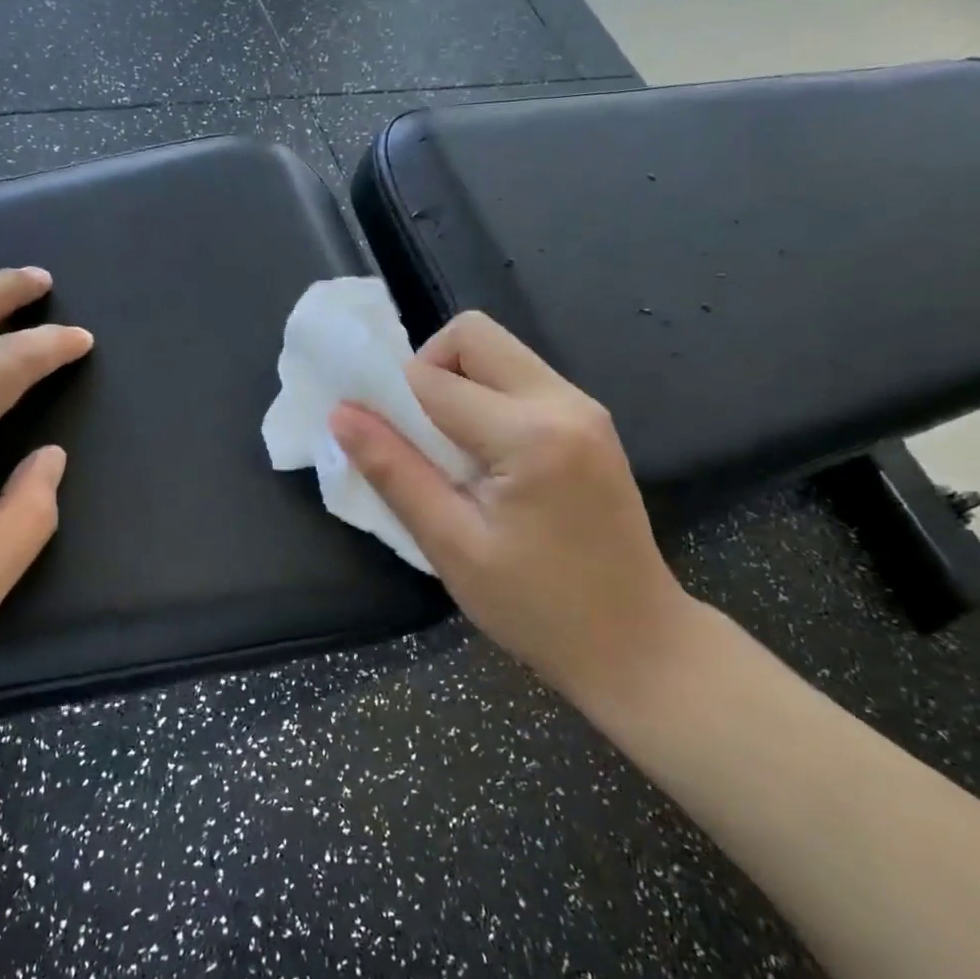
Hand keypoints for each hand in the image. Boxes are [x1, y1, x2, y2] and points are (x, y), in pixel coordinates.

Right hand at [328, 311, 694, 704]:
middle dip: (426, 369)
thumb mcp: (451, 545)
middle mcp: (564, 402)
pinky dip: (484, 399)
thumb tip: (341, 414)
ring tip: (445, 452)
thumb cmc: (537, 607)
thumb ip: (394, 471)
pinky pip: (519, 380)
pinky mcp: (589, 423)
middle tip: (413, 434)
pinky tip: (481, 458)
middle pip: (473, 335)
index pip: (433, 379)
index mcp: (530, 434)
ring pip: (497, 353)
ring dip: (456, 384)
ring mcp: (584, 408)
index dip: (388, 397)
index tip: (371, 435)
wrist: (637, 643)